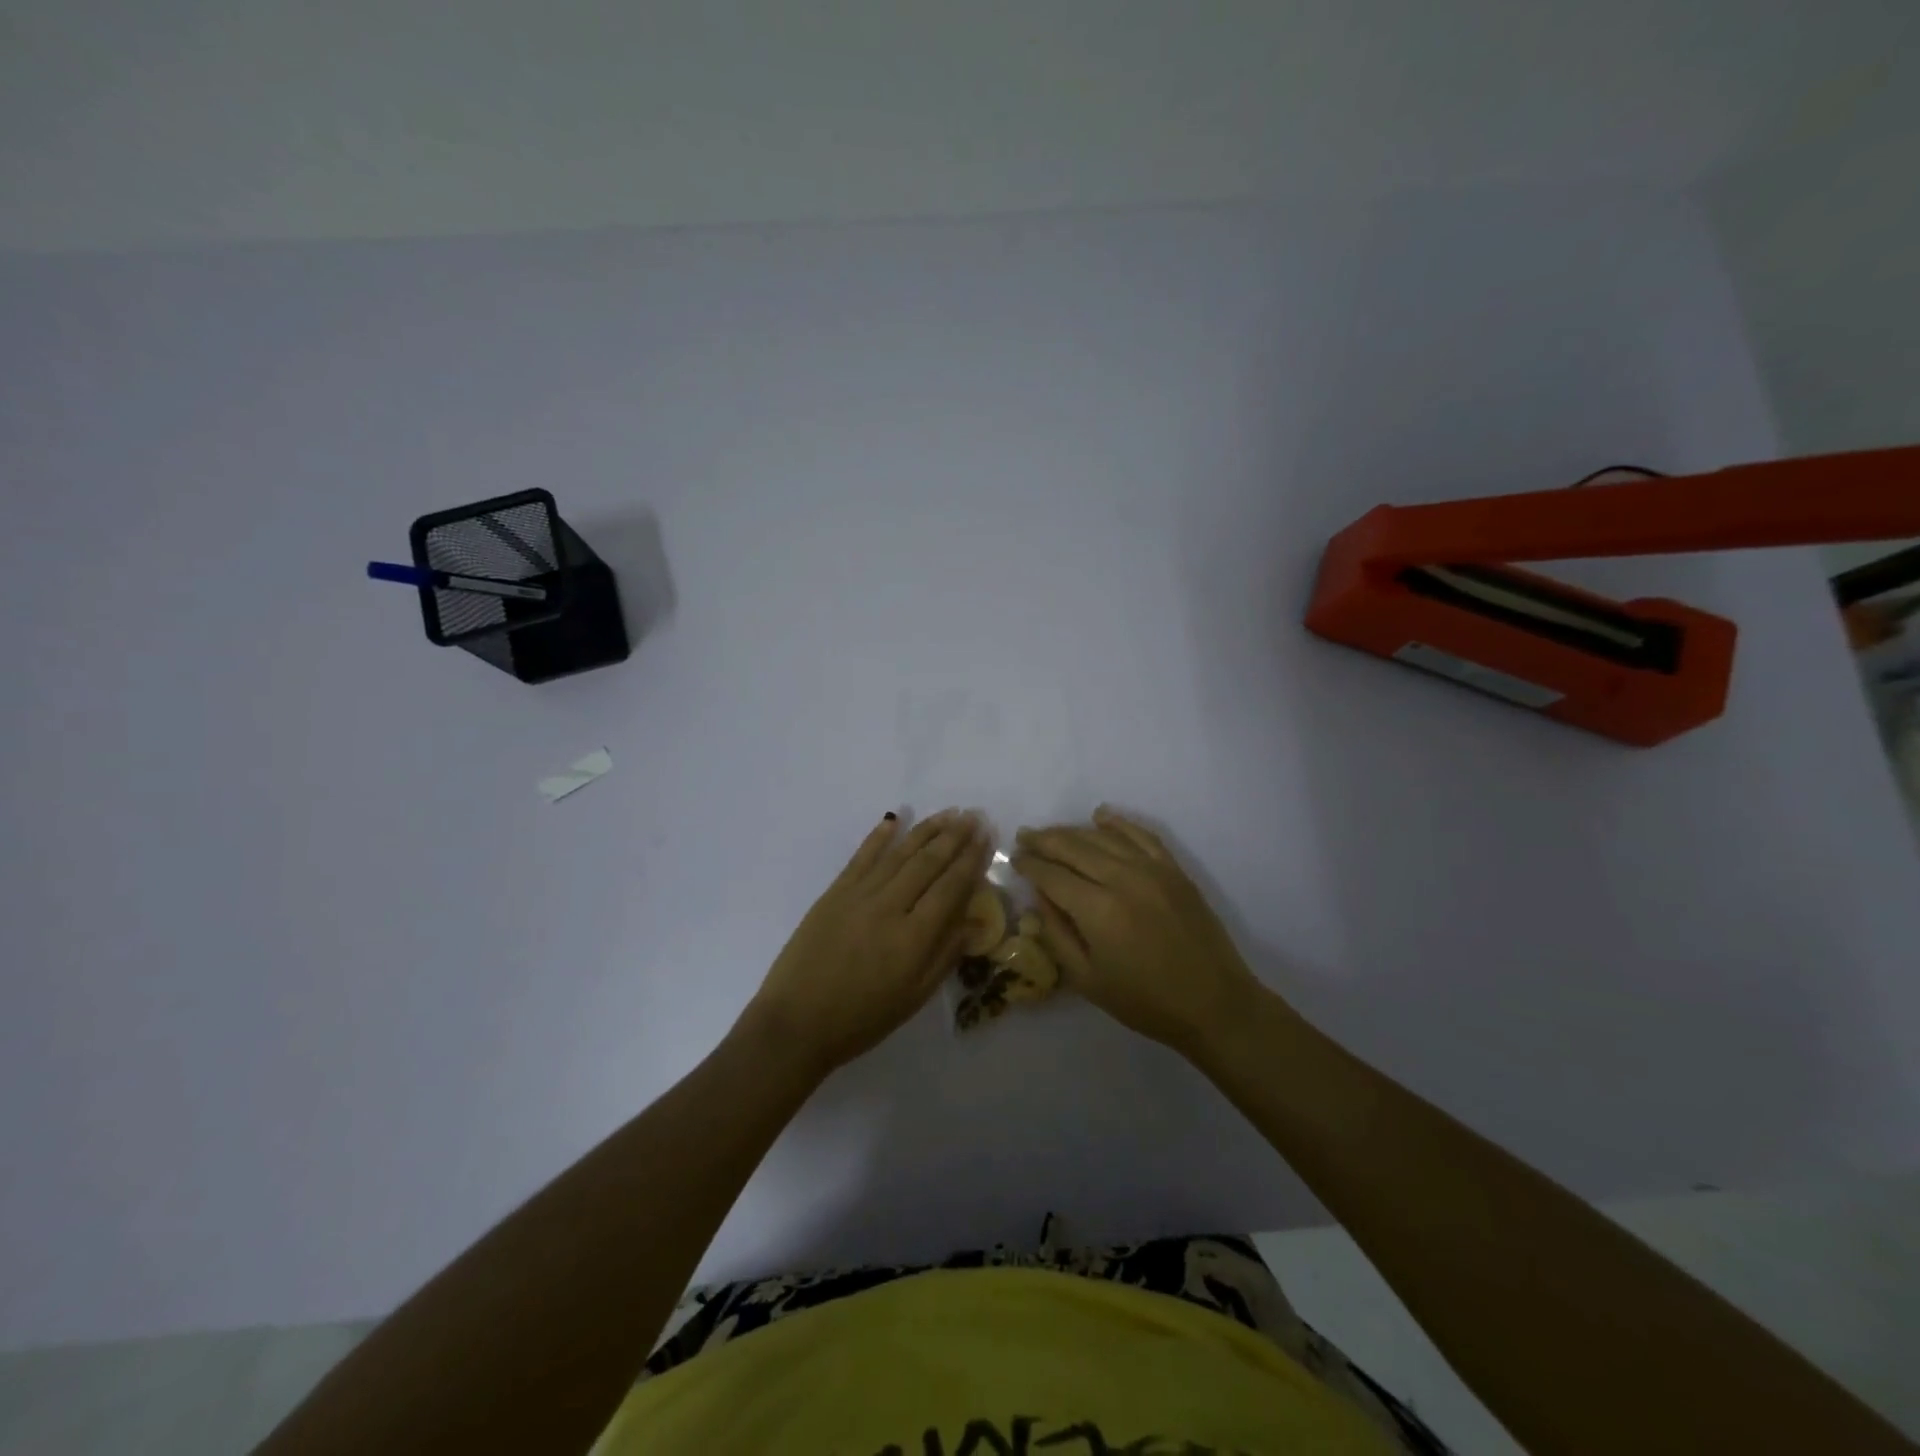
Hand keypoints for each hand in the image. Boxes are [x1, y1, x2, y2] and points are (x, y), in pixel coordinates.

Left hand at [743, 809, 990, 1075]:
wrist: (796, 1022)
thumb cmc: (862, 1019)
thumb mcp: (914, 997)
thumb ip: (945, 955)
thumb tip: (974, 921)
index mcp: (914, 937)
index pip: (950, 887)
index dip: (971, 859)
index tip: (987, 835)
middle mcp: (889, 907)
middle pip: (928, 863)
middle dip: (954, 836)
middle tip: (973, 815)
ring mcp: (859, 896)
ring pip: (899, 854)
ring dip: (925, 830)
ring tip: (948, 813)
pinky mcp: (834, 893)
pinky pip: (861, 857)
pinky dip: (879, 836)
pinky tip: (894, 819)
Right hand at [1015, 806, 1273, 1055]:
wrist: (1214, 1003)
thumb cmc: (1146, 1001)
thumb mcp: (1088, 980)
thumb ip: (1057, 934)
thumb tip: (1039, 898)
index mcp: (1098, 910)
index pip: (1052, 875)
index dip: (1029, 864)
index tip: (1014, 858)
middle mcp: (1122, 879)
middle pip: (1073, 847)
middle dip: (1044, 840)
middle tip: (1024, 836)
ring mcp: (1152, 870)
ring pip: (1103, 837)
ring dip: (1073, 831)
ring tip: (1052, 832)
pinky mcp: (1174, 869)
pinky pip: (1141, 835)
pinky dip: (1118, 822)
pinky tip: (1100, 816)